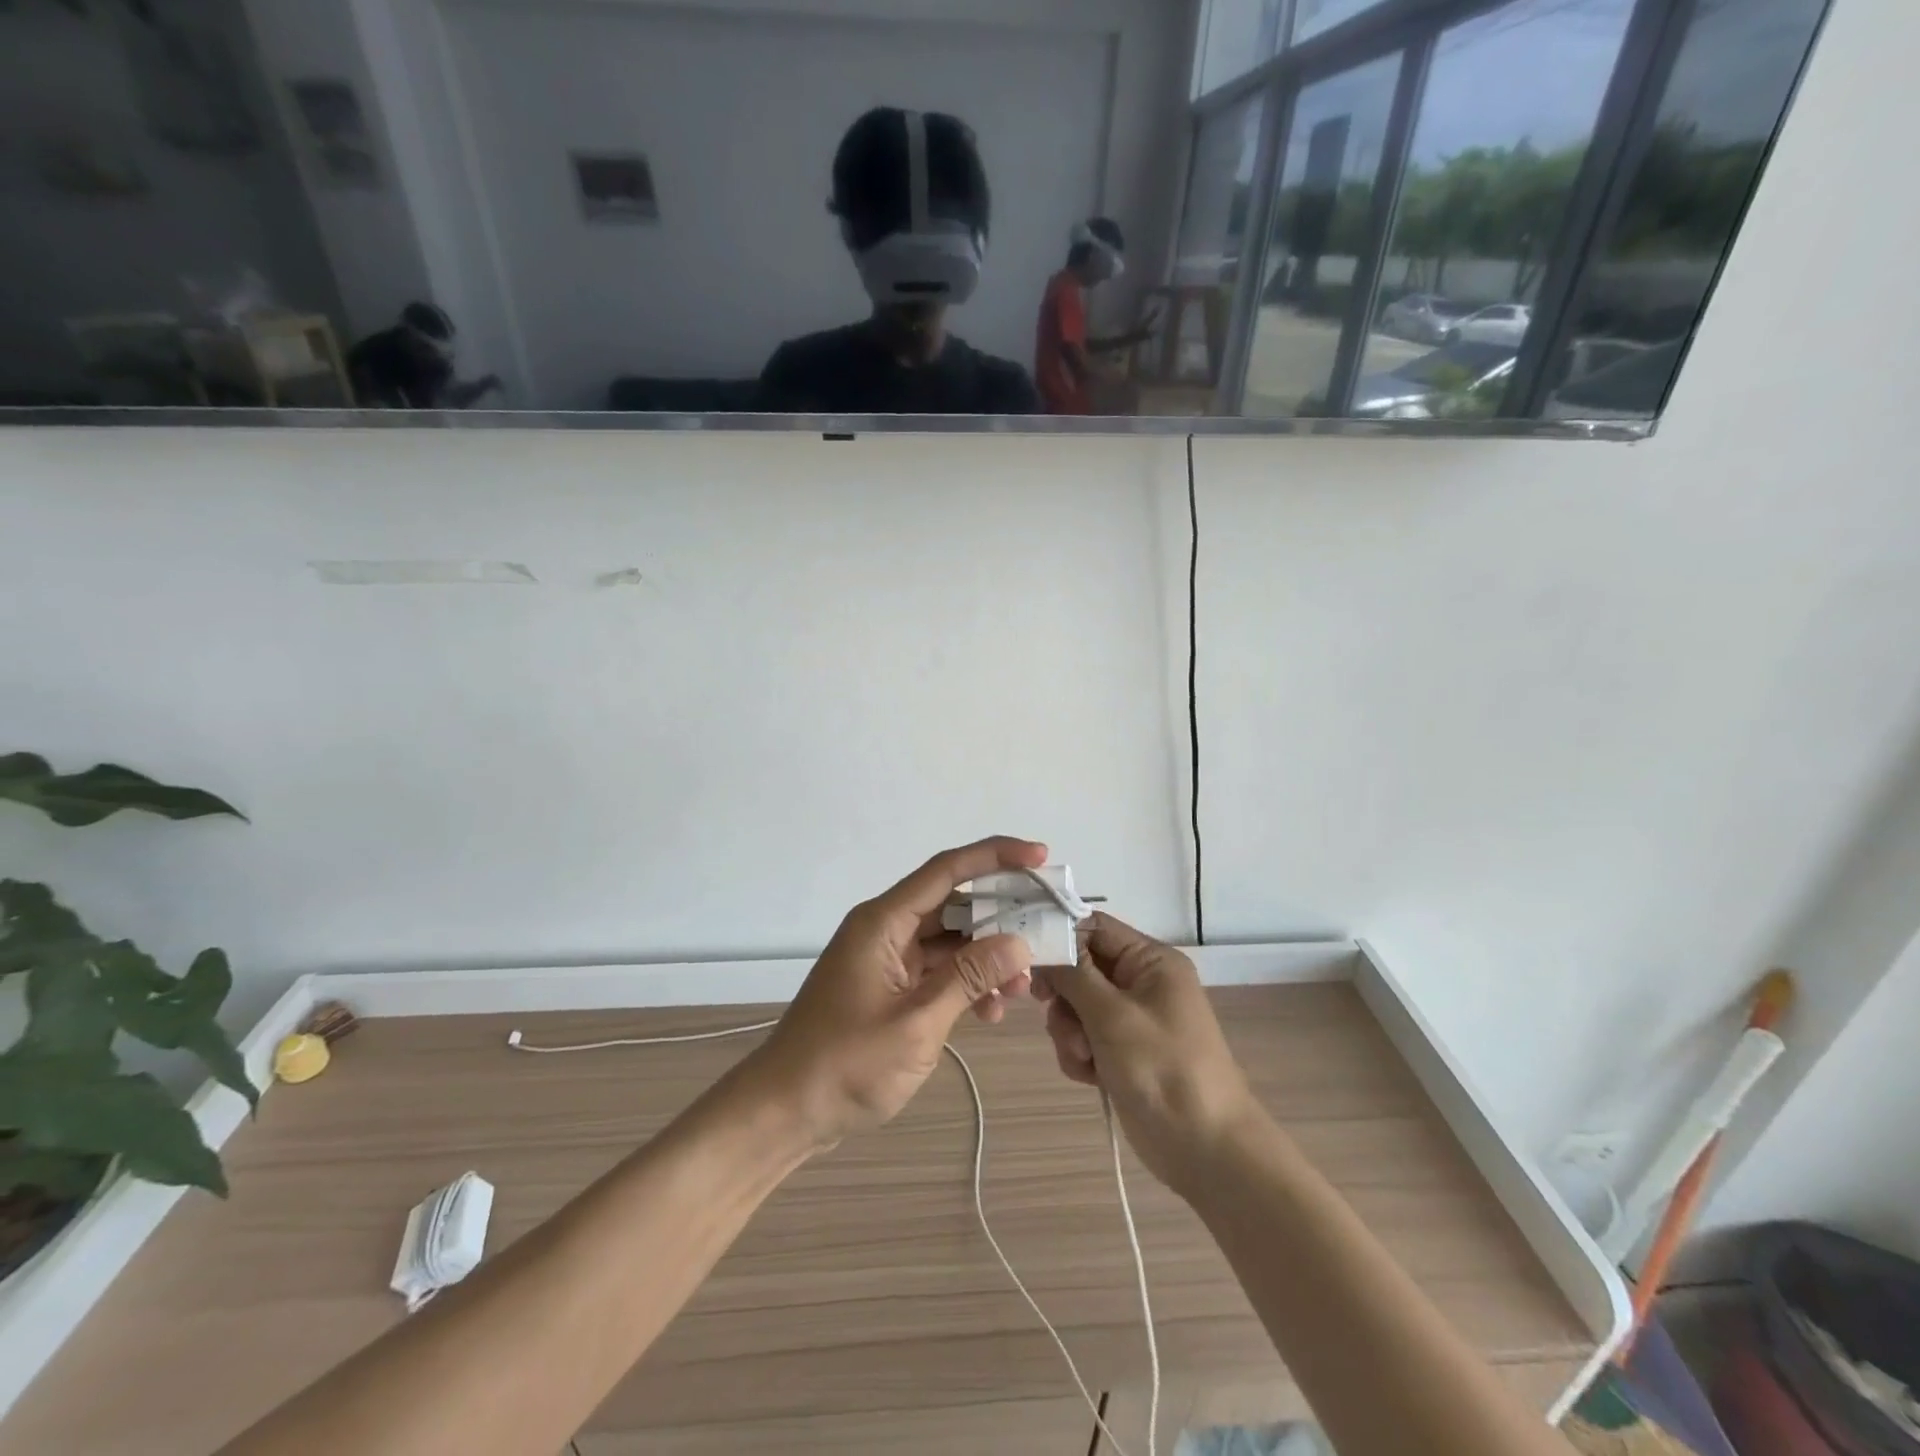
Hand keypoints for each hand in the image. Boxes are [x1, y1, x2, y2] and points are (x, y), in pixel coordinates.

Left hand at [746, 837, 1044, 1150]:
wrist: (785, 1112)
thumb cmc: (845, 1065)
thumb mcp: (916, 1022)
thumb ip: (969, 978)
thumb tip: (1018, 942)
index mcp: (884, 922)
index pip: (947, 871)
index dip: (996, 856)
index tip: (1040, 857)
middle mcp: (886, 929)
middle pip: (954, 905)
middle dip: (1001, 917)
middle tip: (1045, 931)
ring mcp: (887, 959)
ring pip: (950, 941)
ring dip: (988, 958)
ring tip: (1022, 988)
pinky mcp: (890, 987)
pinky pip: (938, 971)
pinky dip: (967, 984)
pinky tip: (991, 1012)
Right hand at [1035, 913, 1258, 1195]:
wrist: (1205, 1149)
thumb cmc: (1162, 1068)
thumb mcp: (1112, 1014)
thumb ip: (1073, 974)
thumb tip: (1044, 945)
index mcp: (1150, 960)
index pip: (1094, 927)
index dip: (1060, 938)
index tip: (1029, 962)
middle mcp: (1141, 982)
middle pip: (1080, 967)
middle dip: (1065, 997)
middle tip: (1054, 1014)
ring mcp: (1132, 1019)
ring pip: (1077, 1006)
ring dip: (1069, 1031)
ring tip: (1083, 1057)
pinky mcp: (1122, 1052)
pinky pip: (1084, 1037)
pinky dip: (1079, 1054)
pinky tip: (1089, 1076)